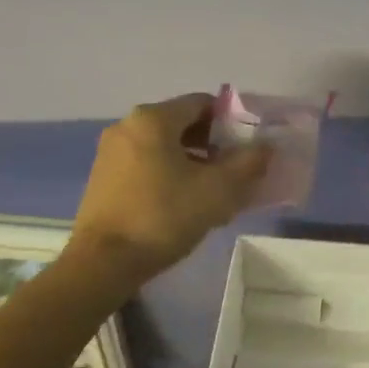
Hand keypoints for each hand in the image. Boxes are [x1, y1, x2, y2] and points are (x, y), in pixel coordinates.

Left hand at [69, 94, 271, 279]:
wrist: (102, 264)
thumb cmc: (163, 217)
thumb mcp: (218, 190)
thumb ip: (248, 163)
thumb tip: (266, 146)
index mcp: (153, 119)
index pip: (203, 103)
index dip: (231, 121)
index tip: (246, 148)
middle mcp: (128, 126)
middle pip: (182, 123)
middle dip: (212, 144)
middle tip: (234, 171)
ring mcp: (111, 152)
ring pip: (164, 145)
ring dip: (192, 161)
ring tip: (212, 191)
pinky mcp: (103, 177)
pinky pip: (146, 163)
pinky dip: (168, 173)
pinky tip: (182, 202)